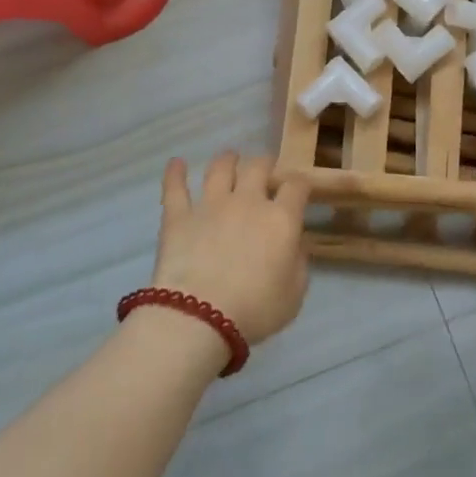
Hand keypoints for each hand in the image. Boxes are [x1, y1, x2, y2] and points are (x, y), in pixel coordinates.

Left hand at [154, 151, 309, 345]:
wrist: (198, 318)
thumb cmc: (254, 310)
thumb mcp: (294, 295)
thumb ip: (299, 263)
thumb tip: (296, 243)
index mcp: (281, 219)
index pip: (296, 186)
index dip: (300, 183)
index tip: (299, 189)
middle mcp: (247, 201)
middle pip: (258, 166)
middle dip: (265, 164)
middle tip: (265, 170)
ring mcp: (210, 205)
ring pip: (220, 168)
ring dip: (227, 160)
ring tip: (230, 158)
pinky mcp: (178, 216)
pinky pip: (175, 188)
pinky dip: (175, 173)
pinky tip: (177, 163)